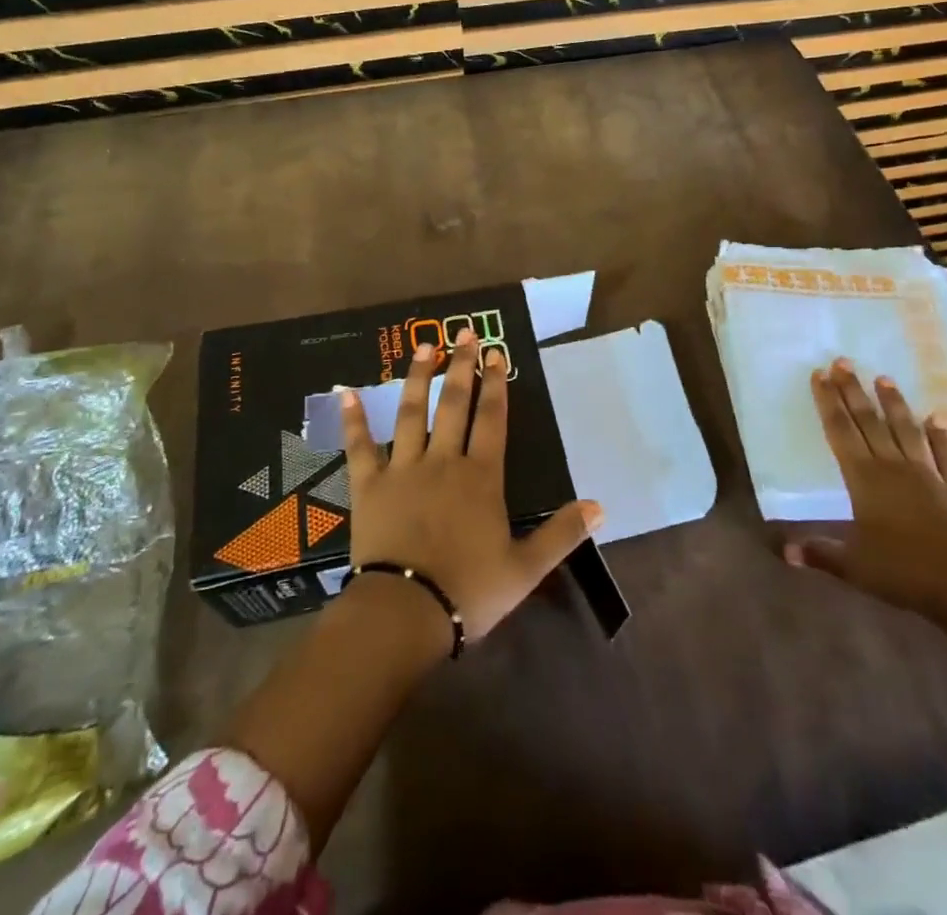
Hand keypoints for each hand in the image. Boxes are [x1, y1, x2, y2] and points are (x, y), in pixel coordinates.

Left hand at [340, 326, 603, 641]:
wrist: (404, 614)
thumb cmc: (468, 591)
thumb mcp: (526, 569)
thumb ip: (562, 533)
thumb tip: (601, 506)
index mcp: (481, 477)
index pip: (492, 419)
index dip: (496, 384)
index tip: (496, 352)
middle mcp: (443, 461)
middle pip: (454, 404)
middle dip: (461, 366)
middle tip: (465, 332)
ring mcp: (403, 469)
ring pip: (411, 413)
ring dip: (417, 377)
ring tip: (424, 345)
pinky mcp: (369, 485)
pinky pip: (359, 446)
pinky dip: (353, 418)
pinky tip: (346, 391)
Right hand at [783, 358, 946, 620]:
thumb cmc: (904, 572)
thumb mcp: (853, 567)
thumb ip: (819, 553)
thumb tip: (783, 551)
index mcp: (864, 480)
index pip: (840, 432)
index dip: (828, 402)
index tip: (820, 374)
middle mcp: (893, 467)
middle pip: (869, 422)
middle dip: (853, 391)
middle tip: (842, 361)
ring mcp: (928, 475)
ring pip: (905, 430)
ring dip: (893, 403)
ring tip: (883, 377)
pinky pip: (946, 455)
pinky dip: (941, 435)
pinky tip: (937, 418)